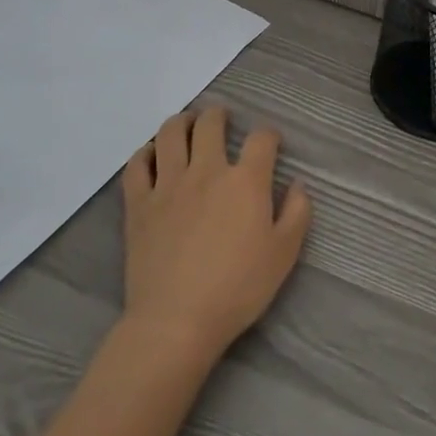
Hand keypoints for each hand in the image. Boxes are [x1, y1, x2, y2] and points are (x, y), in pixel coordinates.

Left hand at [119, 106, 311, 365]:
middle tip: (221, 118)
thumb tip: (297, 184)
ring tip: (187, 122)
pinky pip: (137, 165)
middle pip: (211, 124)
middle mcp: (207, 171)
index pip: (261, 139)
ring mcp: (168, 185)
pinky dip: (145, 152)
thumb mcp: (284, 254)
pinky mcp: (139, 203)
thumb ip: (297, 213)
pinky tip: (151, 154)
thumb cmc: (238, 288)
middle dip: (219, 115)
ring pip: (171, 134)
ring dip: (182, 121)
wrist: (177, 320)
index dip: (268, 135)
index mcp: (245, 181)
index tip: (270, 142)